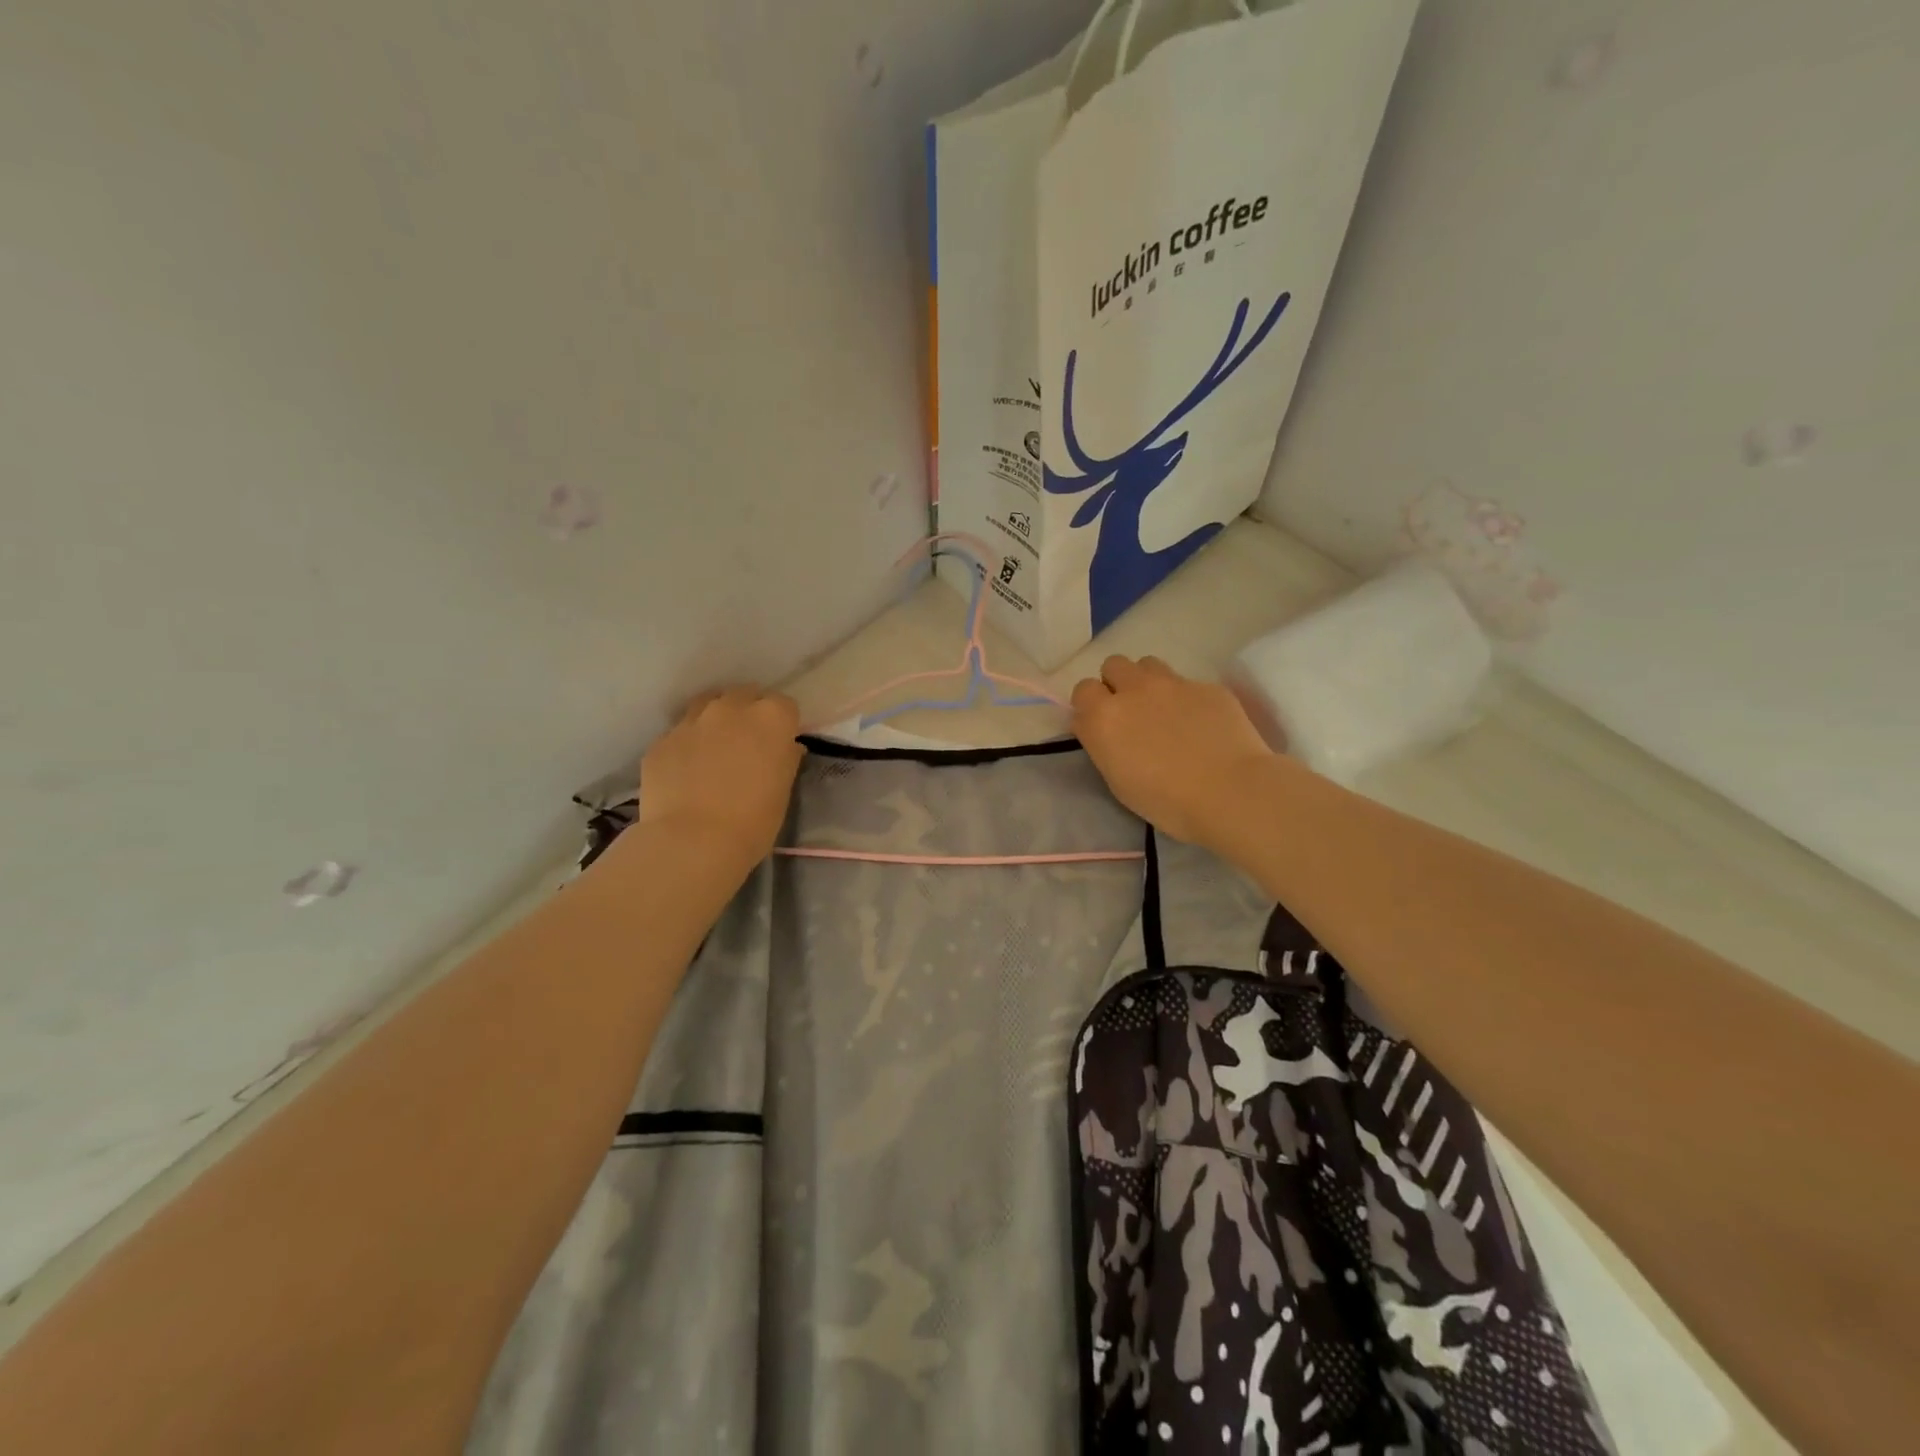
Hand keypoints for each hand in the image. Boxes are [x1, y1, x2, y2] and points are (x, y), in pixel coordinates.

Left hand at [636, 687, 803, 869]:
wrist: (693, 842)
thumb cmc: (753, 821)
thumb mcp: (783, 790)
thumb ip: (785, 759)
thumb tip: (786, 748)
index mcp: (770, 718)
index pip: (784, 706)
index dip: (783, 724)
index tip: (780, 744)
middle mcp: (731, 708)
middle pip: (744, 695)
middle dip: (748, 713)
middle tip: (748, 744)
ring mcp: (692, 721)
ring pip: (707, 705)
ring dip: (715, 720)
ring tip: (715, 748)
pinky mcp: (662, 741)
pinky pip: (680, 734)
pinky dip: (687, 745)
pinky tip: (687, 772)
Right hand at [1071, 655, 1275, 847]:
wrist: (1231, 792)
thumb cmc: (1167, 801)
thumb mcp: (1118, 780)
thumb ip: (1104, 745)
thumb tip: (1104, 730)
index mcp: (1103, 717)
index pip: (1082, 690)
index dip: (1090, 706)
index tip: (1101, 725)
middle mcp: (1133, 690)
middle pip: (1113, 665)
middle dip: (1117, 684)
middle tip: (1131, 713)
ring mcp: (1172, 683)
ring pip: (1148, 664)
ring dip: (1148, 682)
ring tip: (1163, 710)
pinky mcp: (1207, 686)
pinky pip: (1187, 683)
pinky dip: (1186, 699)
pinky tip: (1201, 724)